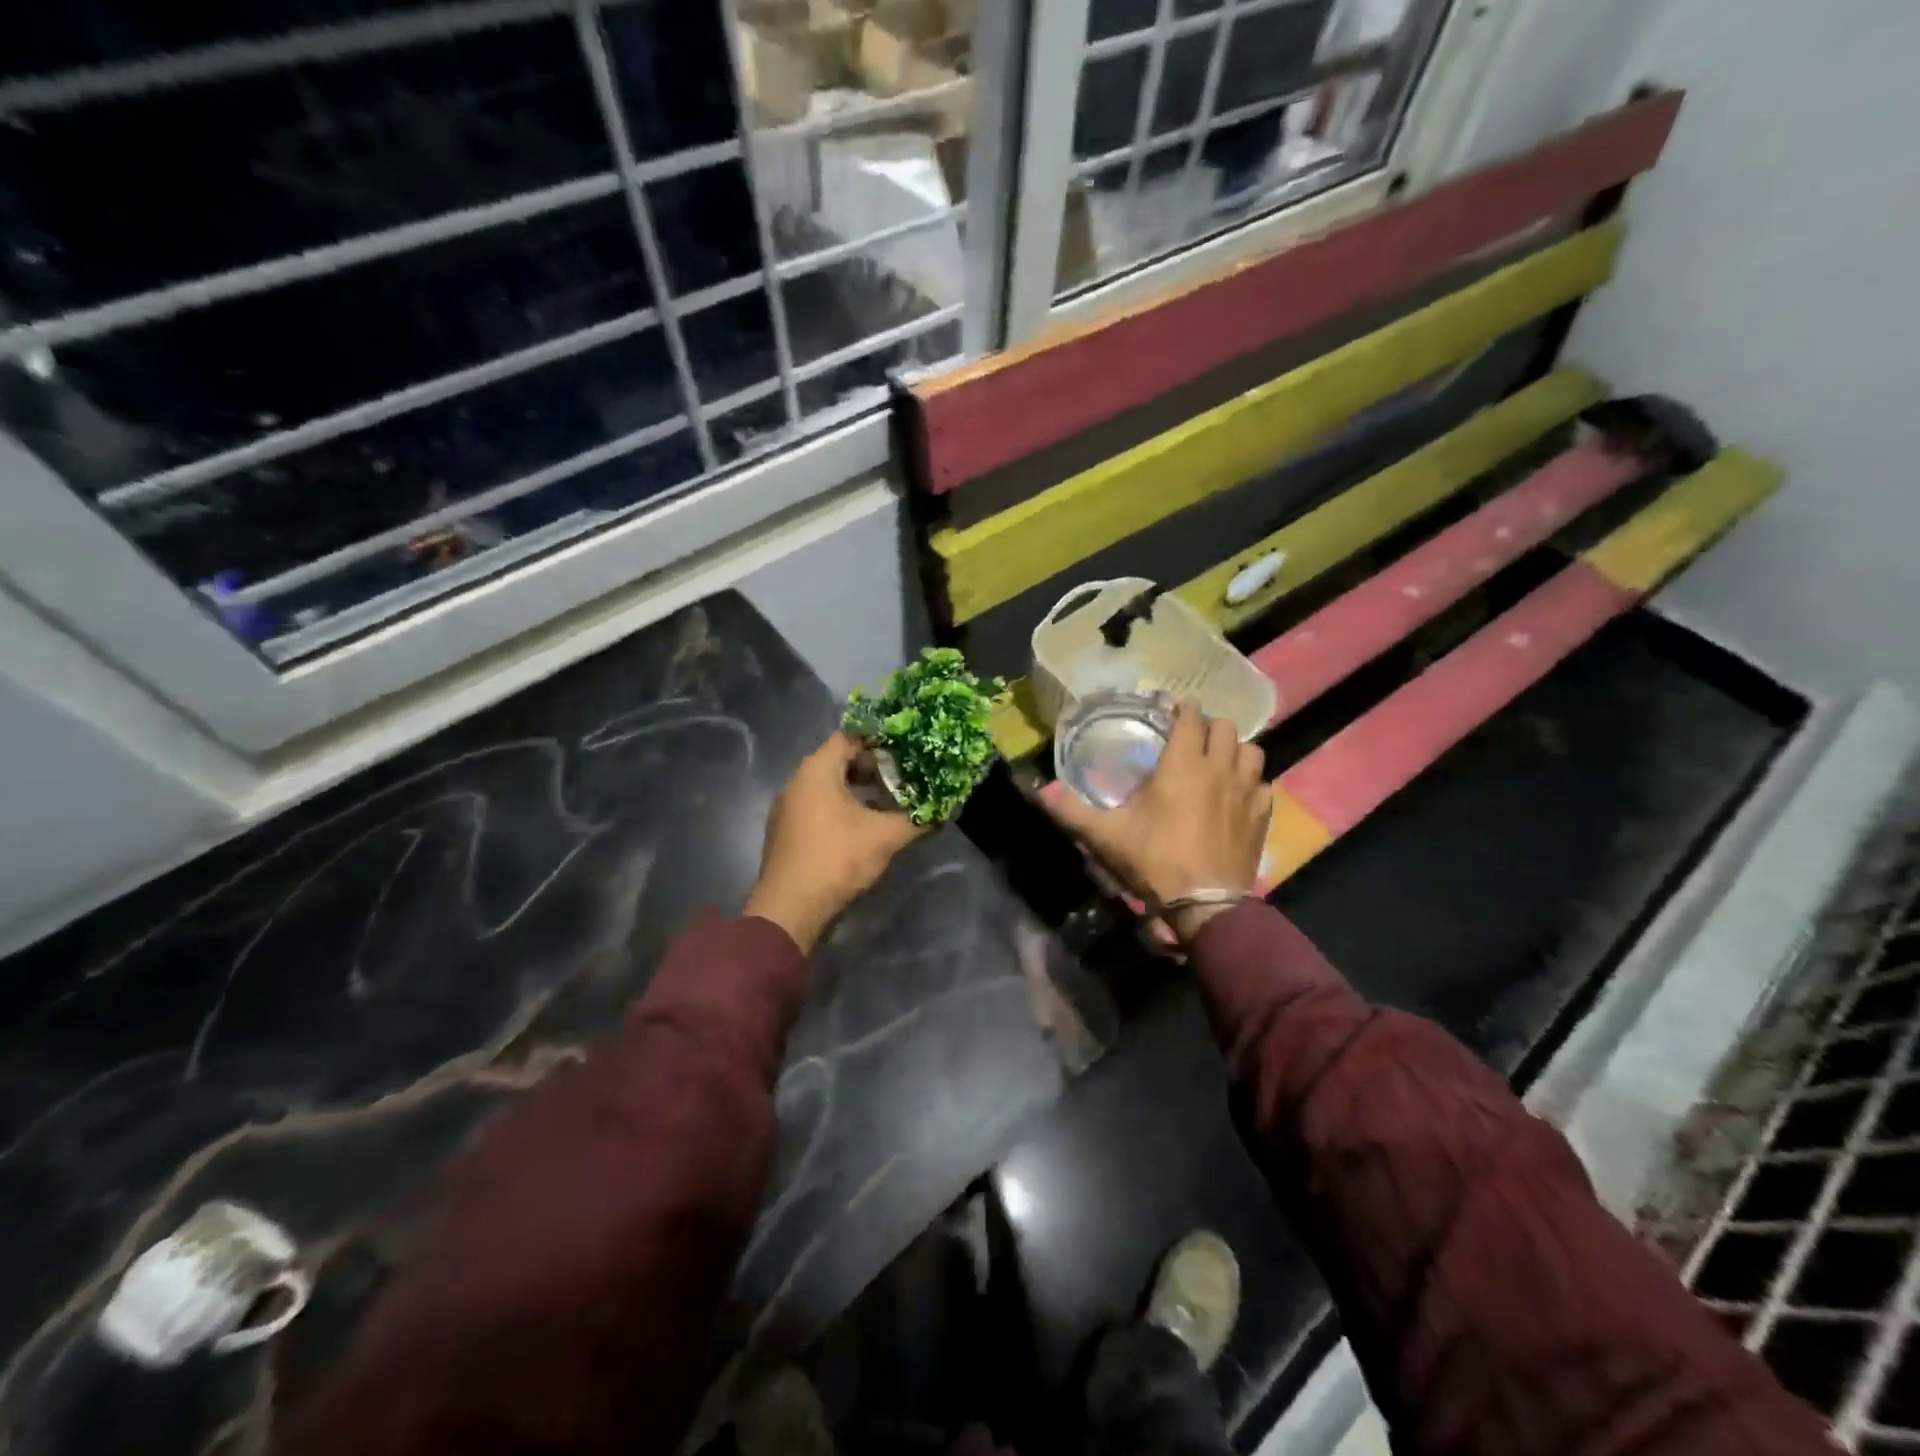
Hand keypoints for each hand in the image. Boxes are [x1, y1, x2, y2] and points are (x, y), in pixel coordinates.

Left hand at [745, 733, 927, 951]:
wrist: (789, 908)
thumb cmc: (837, 858)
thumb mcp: (885, 836)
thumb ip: (917, 819)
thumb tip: (943, 809)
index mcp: (816, 770)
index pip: (850, 737)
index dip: (880, 741)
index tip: (906, 750)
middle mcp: (796, 781)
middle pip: (838, 760)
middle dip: (872, 767)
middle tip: (903, 776)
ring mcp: (787, 807)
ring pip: (827, 786)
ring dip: (857, 790)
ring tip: (888, 802)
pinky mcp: (786, 831)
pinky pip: (817, 806)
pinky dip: (840, 808)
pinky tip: (862, 827)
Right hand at [1047, 702, 1269, 943]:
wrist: (1205, 904)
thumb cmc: (1155, 860)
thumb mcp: (1107, 836)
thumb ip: (1073, 812)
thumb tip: (1040, 793)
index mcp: (1182, 764)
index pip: (1191, 717)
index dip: (1183, 709)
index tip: (1174, 710)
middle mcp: (1219, 768)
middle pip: (1226, 727)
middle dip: (1209, 727)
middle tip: (1193, 739)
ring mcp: (1247, 791)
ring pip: (1252, 750)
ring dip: (1235, 750)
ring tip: (1220, 761)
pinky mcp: (1262, 815)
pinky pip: (1264, 784)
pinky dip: (1252, 782)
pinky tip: (1238, 795)